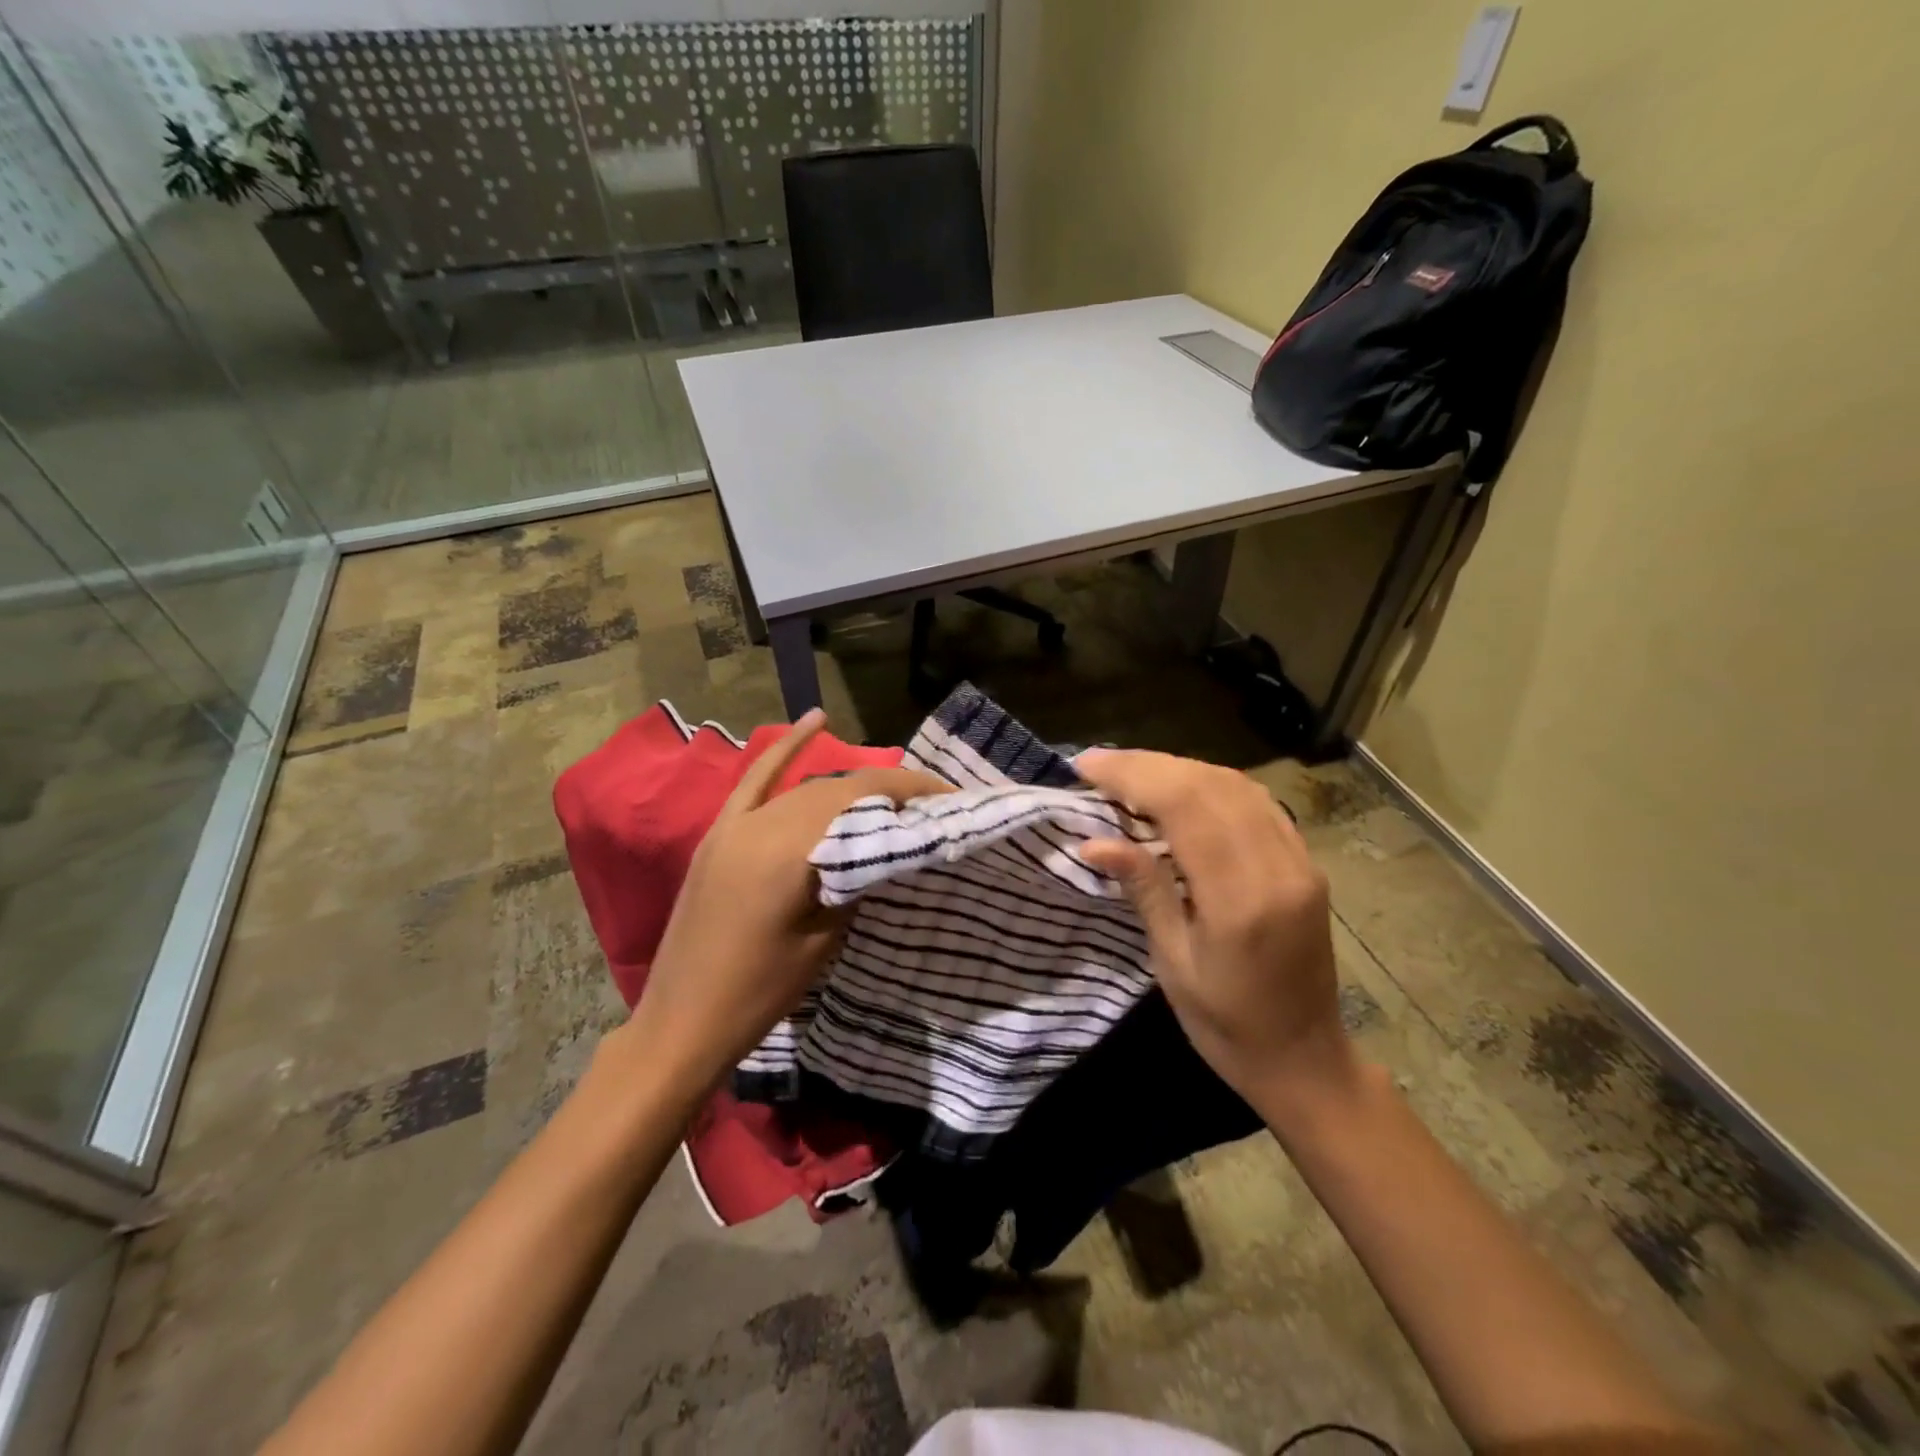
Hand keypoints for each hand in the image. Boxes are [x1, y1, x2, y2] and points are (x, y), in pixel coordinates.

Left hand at [617, 709, 949, 1102]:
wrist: (682, 1024)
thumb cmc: (760, 993)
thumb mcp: (824, 939)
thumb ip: (855, 881)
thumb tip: (888, 847)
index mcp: (788, 850)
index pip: (861, 800)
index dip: (910, 791)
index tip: (949, 797)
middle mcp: (761, 823)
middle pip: (837, 789)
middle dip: (887, 789)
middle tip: (930, 803)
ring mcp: (736, 824)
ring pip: (806, 787)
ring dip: (850, 785)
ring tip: (892, 792)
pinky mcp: (720, 833)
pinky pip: (755, 781)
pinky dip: (786, 750)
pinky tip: (814, 721)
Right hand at [1076, 749, 1356, 1107]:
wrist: (1305, 1058)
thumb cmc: (1226, 1025)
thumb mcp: (1172, 964)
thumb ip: (1143, 890)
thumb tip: (1093, 841)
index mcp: (1241, 899)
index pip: (1185, 805)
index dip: (1132, 775)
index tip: (1085, 766)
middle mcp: (1278, 867)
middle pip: (1210, 784)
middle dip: (1148, 765)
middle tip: (1097, 764)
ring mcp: (1300, 860)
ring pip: (1235, 783)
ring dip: (1178, 768)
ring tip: (1129, 773)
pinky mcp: (1306, 861)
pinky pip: (1256, 801)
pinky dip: (1209, 782)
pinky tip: (1179, 787)